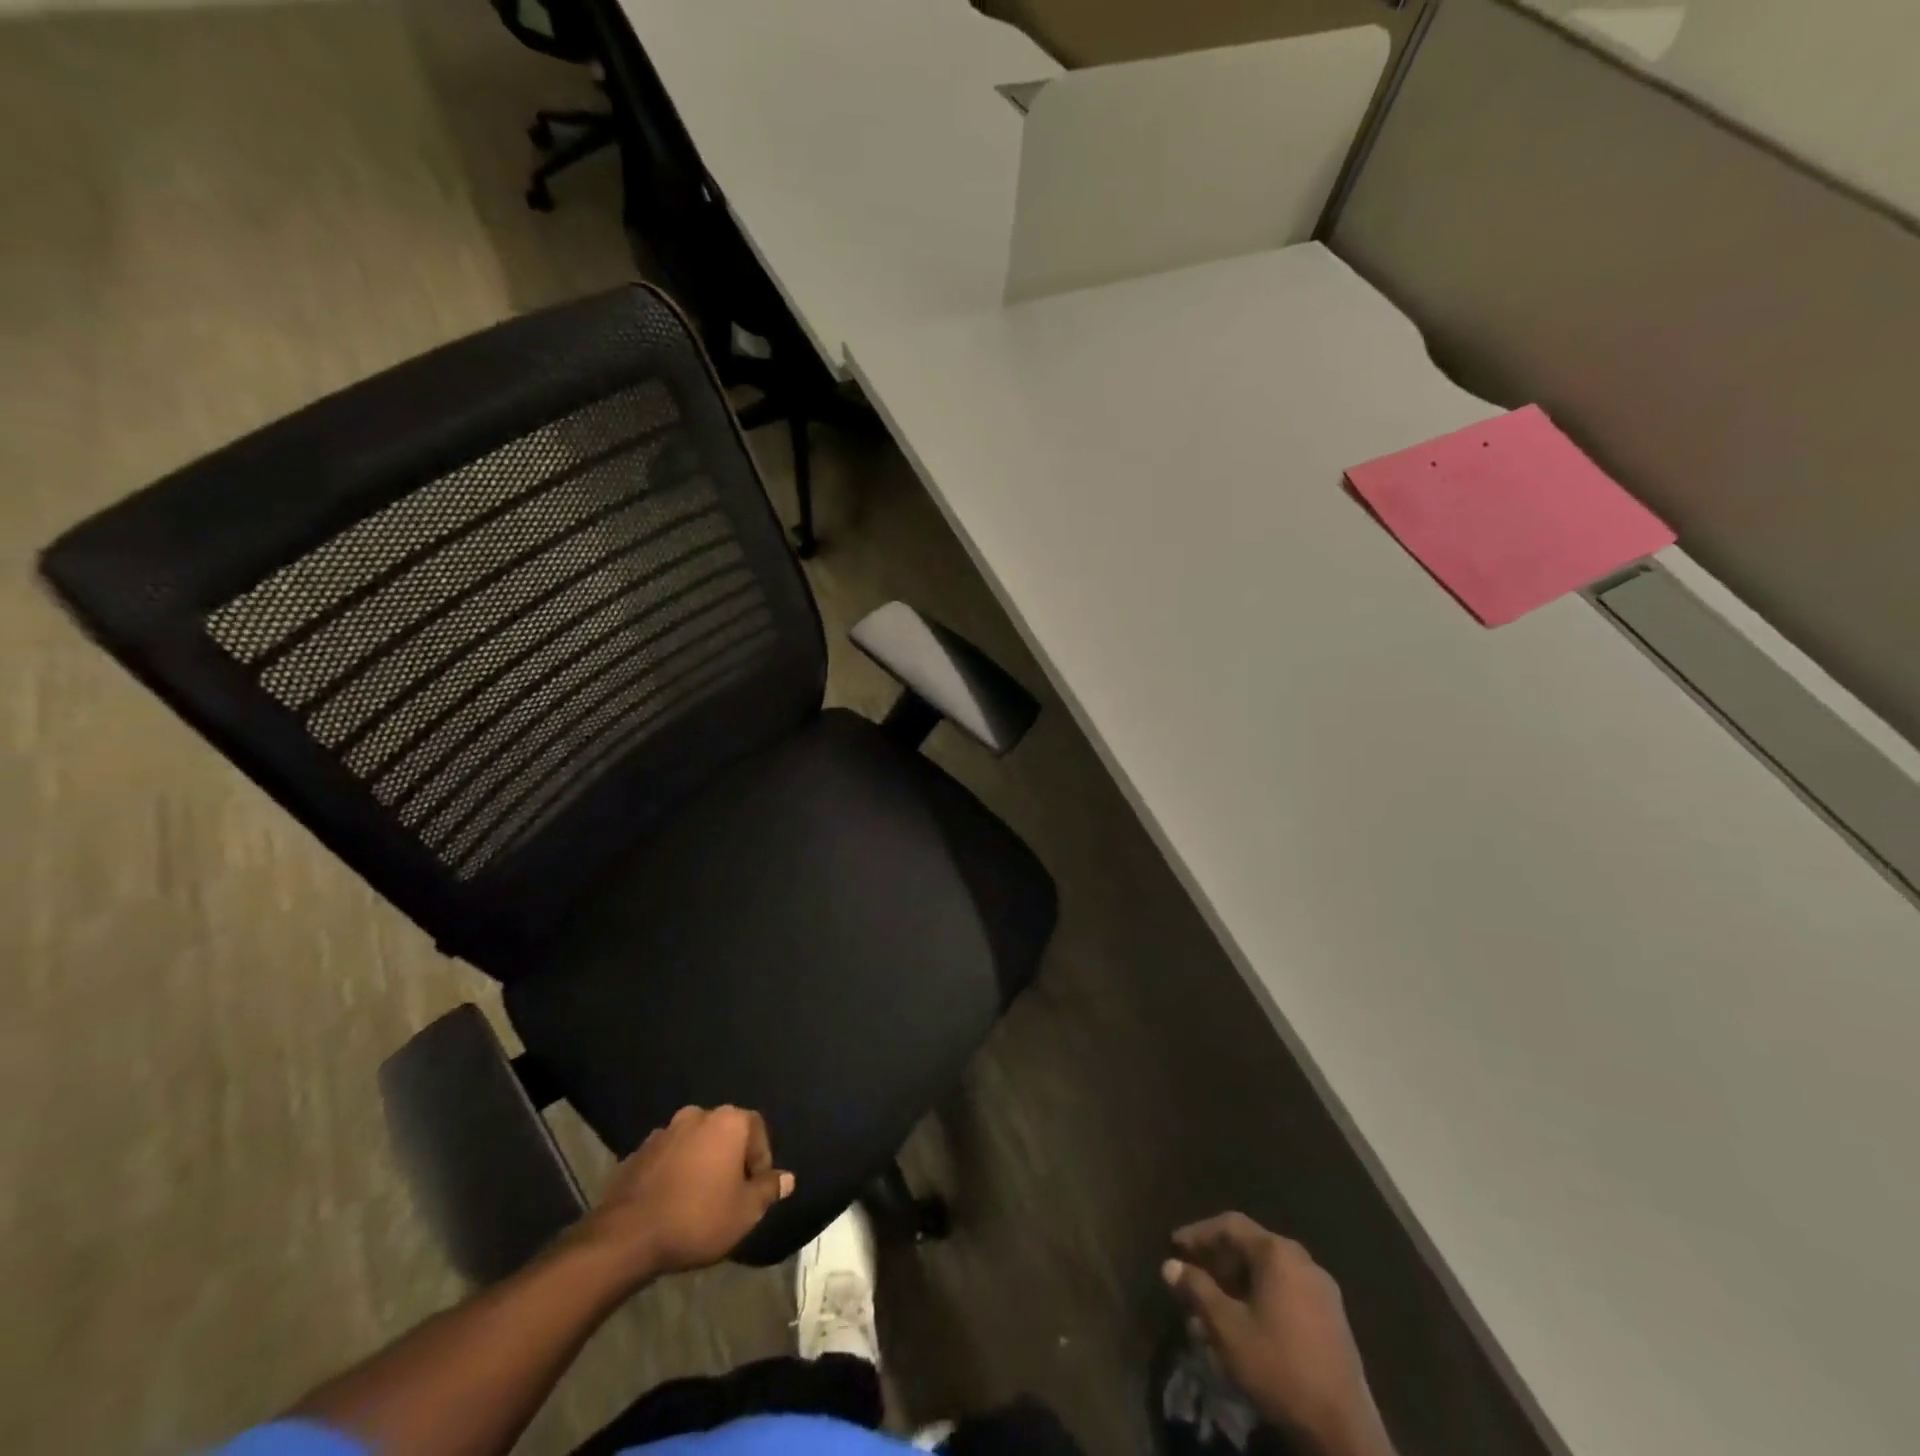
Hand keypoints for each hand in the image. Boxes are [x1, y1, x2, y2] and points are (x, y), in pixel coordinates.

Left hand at [576, 1105, 794, 1281]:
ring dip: (702, 1164)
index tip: (754, 1191)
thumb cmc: (697, 1218)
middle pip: (725, 1133)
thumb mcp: (745, 1212)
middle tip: (730, 1194)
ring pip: (695, 1144)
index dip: (760, 1160)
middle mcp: (698, 1115)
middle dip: (731, 1159)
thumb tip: (787, 1178)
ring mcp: (665, 1131)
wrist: (627, 1236)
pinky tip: (673, 1201)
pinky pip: (669, 1157)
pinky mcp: (639, 1151)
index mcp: (728, 1121)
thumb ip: (768, 1190)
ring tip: (699, 1199)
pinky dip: (676, 1172)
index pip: (756, 1130)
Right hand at [1164, 1213, 1394, 1455]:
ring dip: (1238, 1284)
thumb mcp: (1227, 1328)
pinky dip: (1261, 1298)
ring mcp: (1323, 1289)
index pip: (1230, 1225)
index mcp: (1277, 1253)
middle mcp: (1302, 1260)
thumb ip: (1196, 1290)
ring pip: (1269, 1272)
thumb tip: (1170, 1266)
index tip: (1174, 1247)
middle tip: (1193, 1278)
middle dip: (1218, 1261)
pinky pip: (1287, 1292)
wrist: (1343, 1429)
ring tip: (1215, 1308)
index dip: (1198, 1233)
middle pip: (1251, 1246)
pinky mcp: (1333, 1318)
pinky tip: (1247, 1325)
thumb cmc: (1278, 1366)